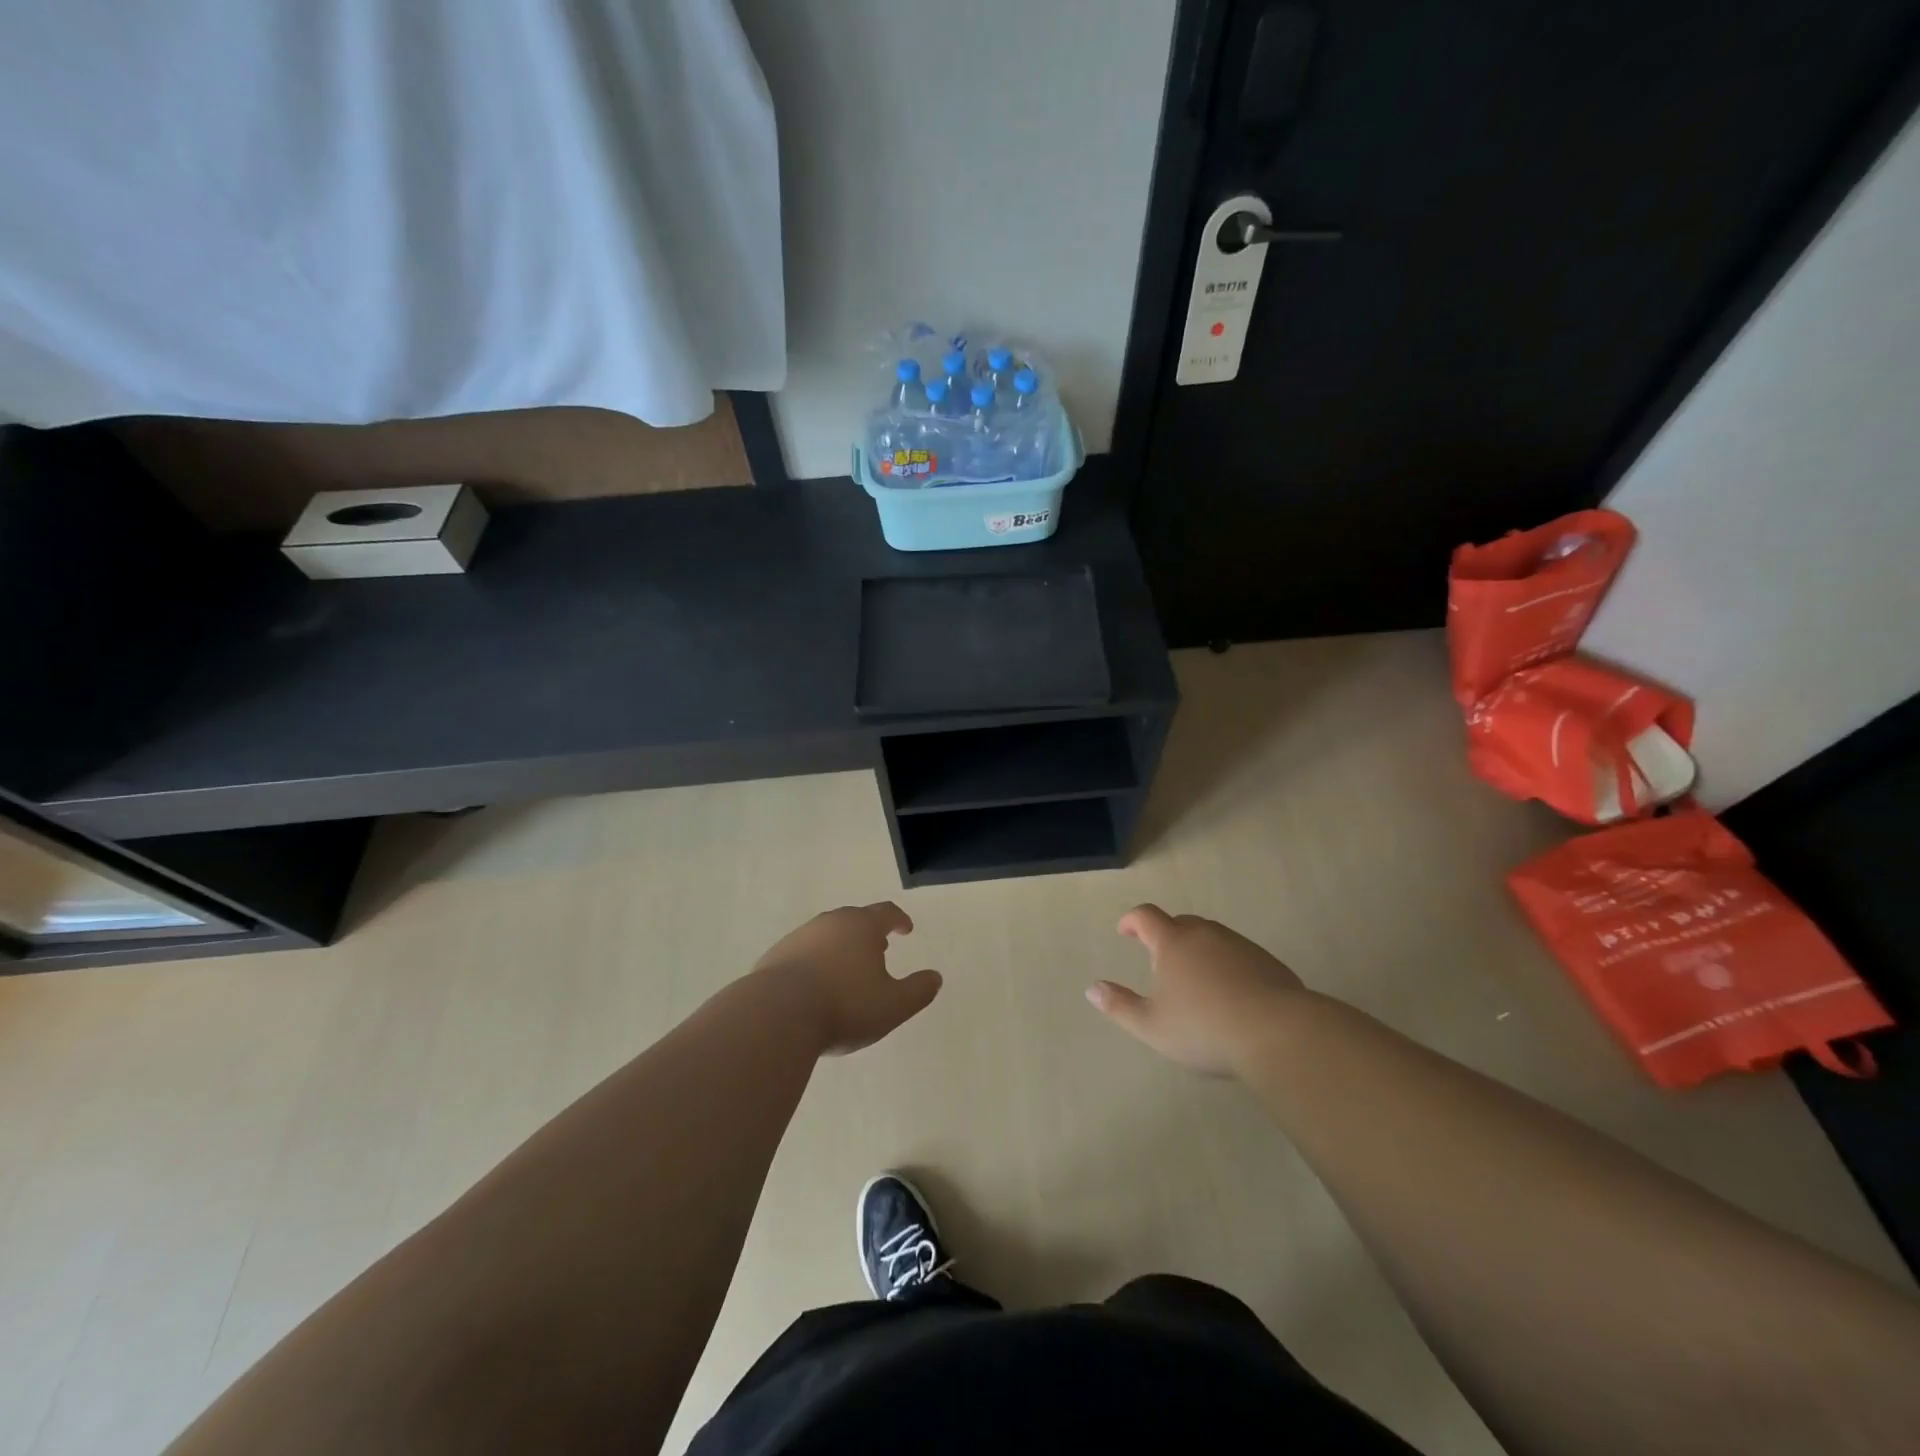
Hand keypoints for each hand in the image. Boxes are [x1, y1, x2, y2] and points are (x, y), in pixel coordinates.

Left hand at [754, 903, 941, 1055]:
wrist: (776, 1015)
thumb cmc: (844, 1006)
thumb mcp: (893, 1005)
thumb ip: (918, 991)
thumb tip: (935, 977)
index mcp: (861, 926)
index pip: (886, 913)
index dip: (899, 920)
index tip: (906, 929)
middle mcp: (830, 923)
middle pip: (854, 920)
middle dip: (869, 933)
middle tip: (879, 950)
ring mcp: (799, 937)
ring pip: (827, 935)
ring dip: (840, 948)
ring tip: (847, 970)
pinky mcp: (775, 956)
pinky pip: (803, 954)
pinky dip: (815, 963)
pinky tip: (815, 987)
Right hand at [1088, 904, 1304, 1075]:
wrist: (1279, 1034)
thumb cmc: (1205, 1028)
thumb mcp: (1152, 1026)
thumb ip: (1120, 1006)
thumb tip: (1092, 988)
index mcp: (1173, 942)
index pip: (1146, 916)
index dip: (1132, 920)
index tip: (1125, 932)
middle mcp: (1205, 934)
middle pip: (1180, 922)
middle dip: (1165, 936)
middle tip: (1159, 961)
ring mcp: (1239, 945)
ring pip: (1210, 937)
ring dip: (1197, 949)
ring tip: (1194, 980)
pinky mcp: (1267, 961)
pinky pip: (1236, 954)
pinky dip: (1225, 964)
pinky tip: (1229, 993)